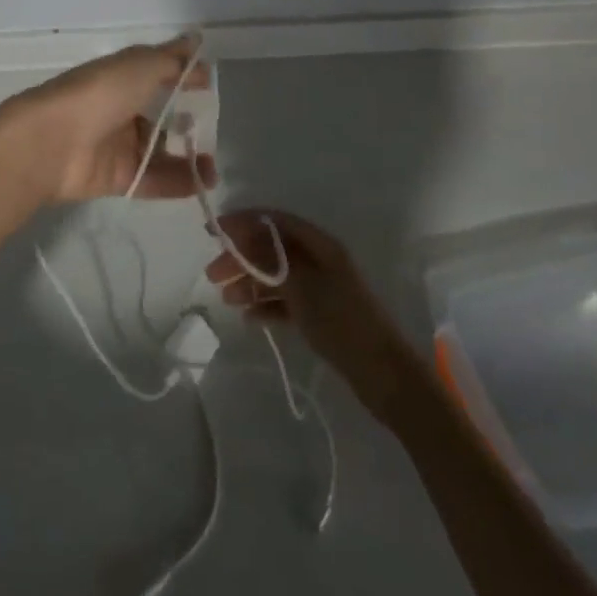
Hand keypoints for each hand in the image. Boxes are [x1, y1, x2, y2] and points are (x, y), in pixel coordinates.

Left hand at [0, 35, 217, 207]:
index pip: (158, 72)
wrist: (52, 142)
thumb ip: (172, 59)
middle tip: (215, 128)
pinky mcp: (117, 177)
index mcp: (122, 76)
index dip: (183, 76)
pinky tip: (205, 182)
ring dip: (189, 157)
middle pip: (160, 115)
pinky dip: (179, 182)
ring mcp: (118, 144)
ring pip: (160, 151)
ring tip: (215, 165)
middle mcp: (120, 108)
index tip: (210, 83)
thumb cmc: (100, 93)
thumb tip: (196, 40)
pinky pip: (153, 179)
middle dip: (188, 121)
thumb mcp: (141, 66)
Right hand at [210, 210, 427, 421]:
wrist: (383, 374)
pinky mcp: (320, 315)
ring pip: (276, 276)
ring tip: (225, 298)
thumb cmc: (342, 321)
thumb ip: (270, 260)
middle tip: (212, 274)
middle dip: (241, 257)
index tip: (213, 231)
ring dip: (250, 283)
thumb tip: (241, 238)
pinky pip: (286, 302)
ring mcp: (320, 288)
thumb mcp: (302, 286)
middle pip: (272, 248)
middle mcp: (319, 260)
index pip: (274, 221)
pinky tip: (248, 318)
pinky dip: (266, 306)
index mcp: (319, 244)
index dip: (242, 222)